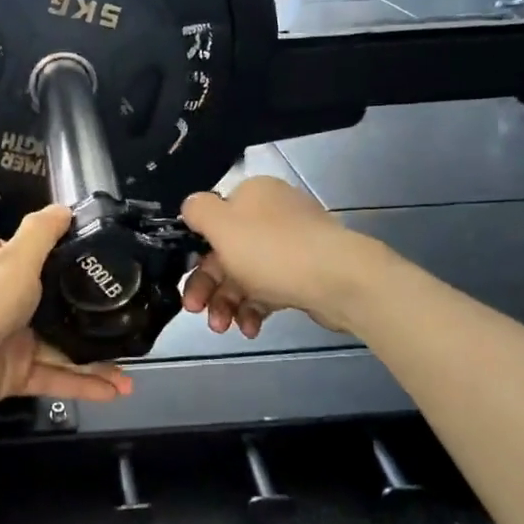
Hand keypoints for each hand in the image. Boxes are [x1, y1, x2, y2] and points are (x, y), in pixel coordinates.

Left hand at [0, 205, 134, 414]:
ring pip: (61, 349)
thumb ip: (40, 234)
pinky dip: (84, 385)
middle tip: (125, 320)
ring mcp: (11, 343)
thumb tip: (64, 208)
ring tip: (132, 370)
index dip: (29, 251)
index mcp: (3, 272)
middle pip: (51, 307)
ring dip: (95, 360)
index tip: (68, 254)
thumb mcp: (15, 258)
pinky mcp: (14, 377)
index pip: (10, 253)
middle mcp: (7, 305)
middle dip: (87, 317)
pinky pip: (55, 379)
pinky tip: (116, 390)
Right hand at [179, 177, 369, 338]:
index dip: (194, 250)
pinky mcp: (305, 273)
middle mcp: (272, 214)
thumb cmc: (272, 250)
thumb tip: (190, 207)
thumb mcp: (221, 225)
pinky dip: (255, 309)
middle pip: (226, 251)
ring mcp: (291, 245)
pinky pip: (270, 289)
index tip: (183, 277)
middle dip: (208, 285)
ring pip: (246, 274)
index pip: (213, 219)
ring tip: (223, 328)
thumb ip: (197, 211)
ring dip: (228, 302)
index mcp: (252, 195)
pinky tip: (251, 328)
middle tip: (196, 310)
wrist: (339, 280)